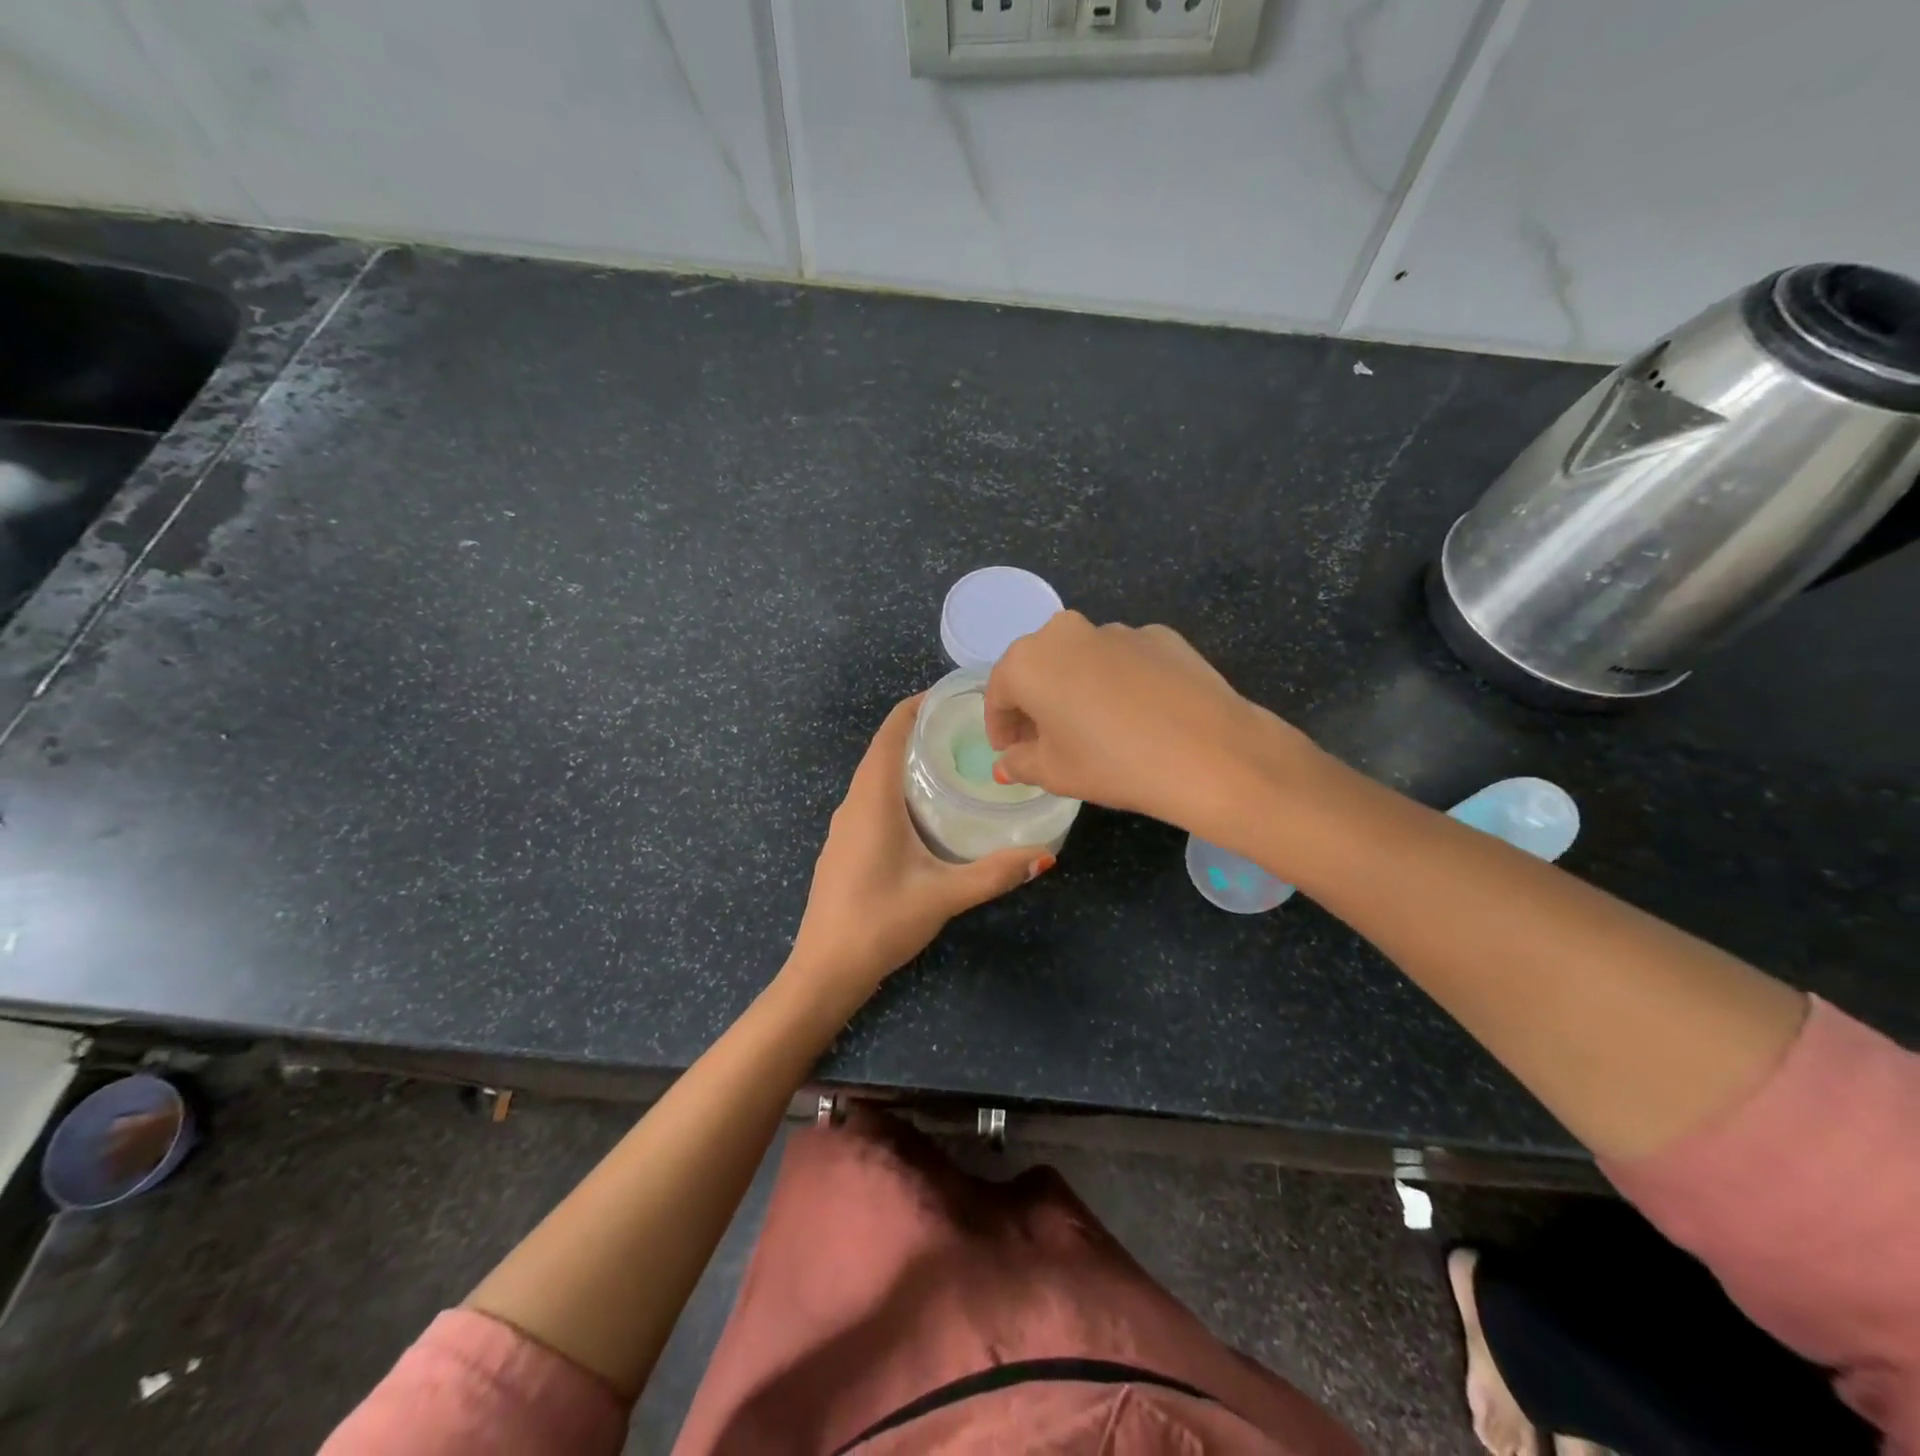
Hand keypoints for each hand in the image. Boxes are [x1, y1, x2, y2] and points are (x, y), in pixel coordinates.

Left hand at [786, 696, 1052, 1008]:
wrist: (824, 969)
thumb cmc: (880, 923)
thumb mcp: (943, 896)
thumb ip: (994, 874)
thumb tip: (1046, 855)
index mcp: (872, 800)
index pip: (890, 733)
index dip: (916, 706)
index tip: (952, 695)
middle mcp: (853, 803)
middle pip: (883, 749)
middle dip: (920, 730)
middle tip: (968, 728)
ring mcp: (845, 826)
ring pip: (876, 775)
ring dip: (908, 759)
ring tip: (954, 759)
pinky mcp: (845, 845)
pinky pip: (872, 798)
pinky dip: (898, 785)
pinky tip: (927, 807)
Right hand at [984, 612, 1326, 836]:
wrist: (1209, 753)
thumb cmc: (1112, 764)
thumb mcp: (1054, 773)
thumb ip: (1020, 762)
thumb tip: (1008, 761)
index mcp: (1029, 661)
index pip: (998, 692)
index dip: (1000, 726)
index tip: (1009, 751)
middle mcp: (1067, 632)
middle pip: (1038, 668)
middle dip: (1035, 703)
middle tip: (1045, 740)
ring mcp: (1119, 630)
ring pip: (1082, 660)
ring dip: (1076, 688)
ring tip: (1094, 729)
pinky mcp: (1161, 636)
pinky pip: (1124, 660)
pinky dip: (1118, 682)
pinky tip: (1137, 716)